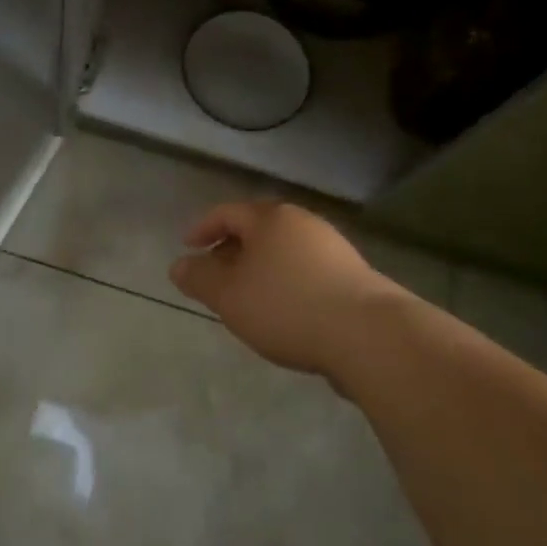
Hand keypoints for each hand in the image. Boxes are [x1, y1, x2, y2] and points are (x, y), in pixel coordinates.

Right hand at [169, 201, 408, 379]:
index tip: (188, 247)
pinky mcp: (352, 274)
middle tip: (216, 275)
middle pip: (258, 229)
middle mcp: (301, 222)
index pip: (227, 212)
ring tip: (249, 298)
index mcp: (269, 218)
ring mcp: (331, 246)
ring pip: (283, 250)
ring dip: (261, 268)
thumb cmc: (287, 306)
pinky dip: (286, 282)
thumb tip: (178, 265)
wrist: (368, 333)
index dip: (203, 228)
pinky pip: (306, 270)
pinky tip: (286, 312)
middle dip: (232, 249)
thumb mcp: (230, 296)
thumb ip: (200, 279)